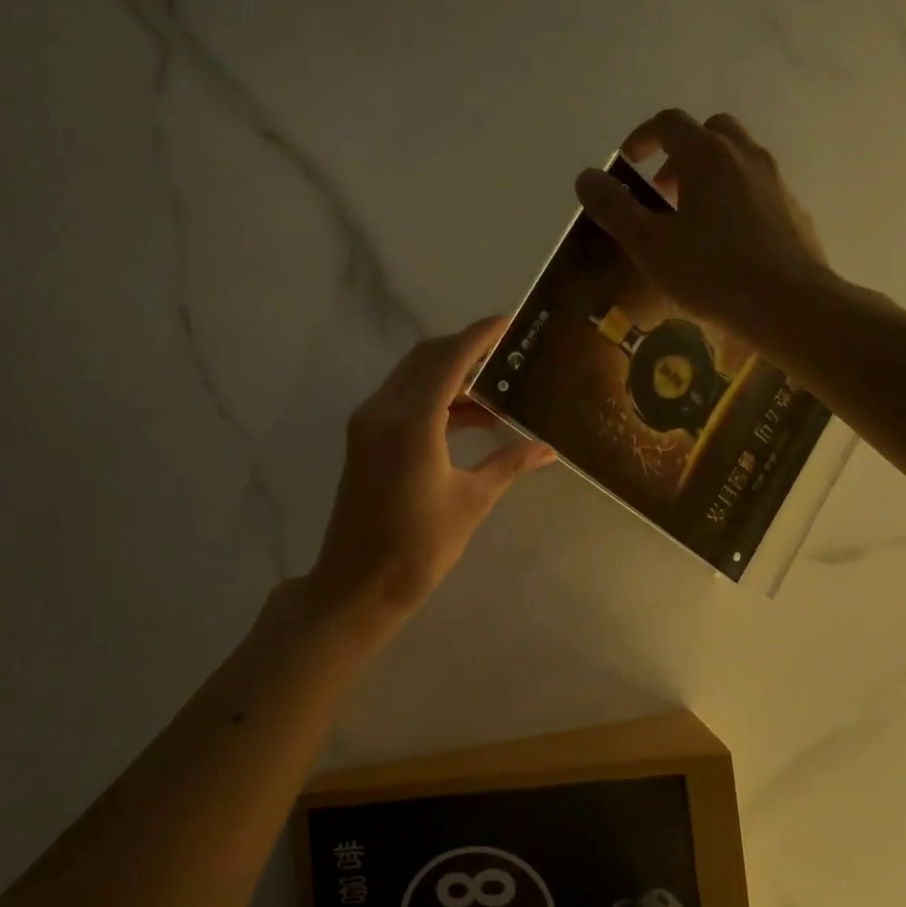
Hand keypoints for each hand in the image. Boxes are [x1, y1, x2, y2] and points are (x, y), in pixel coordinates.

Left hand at [309, 317, 554, 618]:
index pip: (449, 359)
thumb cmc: (419, 546)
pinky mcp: (364, 439)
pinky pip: (403, 400)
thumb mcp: (471, 501)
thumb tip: (547, 449)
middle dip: (466, 349)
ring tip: (497, 390)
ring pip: (413, 377)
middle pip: (426, 358)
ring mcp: (368, 423)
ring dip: (451, 375)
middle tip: (507, 353)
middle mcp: (384, 410)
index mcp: (412, 421)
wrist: (358, 584)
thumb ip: (508, 464)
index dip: (480, 336)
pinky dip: (435, 398)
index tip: (509, 322)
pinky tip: (470, 418)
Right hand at [574, 109, 831, 339]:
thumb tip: (586, 176)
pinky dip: (732, 198)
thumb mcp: (649, 244)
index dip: (641, 137)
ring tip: (688, 221)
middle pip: (709, 132)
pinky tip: (723, 243)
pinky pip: (755, 188)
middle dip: (679, 153)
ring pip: (736, 159)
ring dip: (707, 176)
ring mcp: (774, 182)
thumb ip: (614, 208)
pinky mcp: (791, 210)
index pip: (669, 123)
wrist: (788, 304)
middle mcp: (745, 156)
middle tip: (662, 191)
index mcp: (708, 156)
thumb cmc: (711, 272)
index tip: (627, 164)